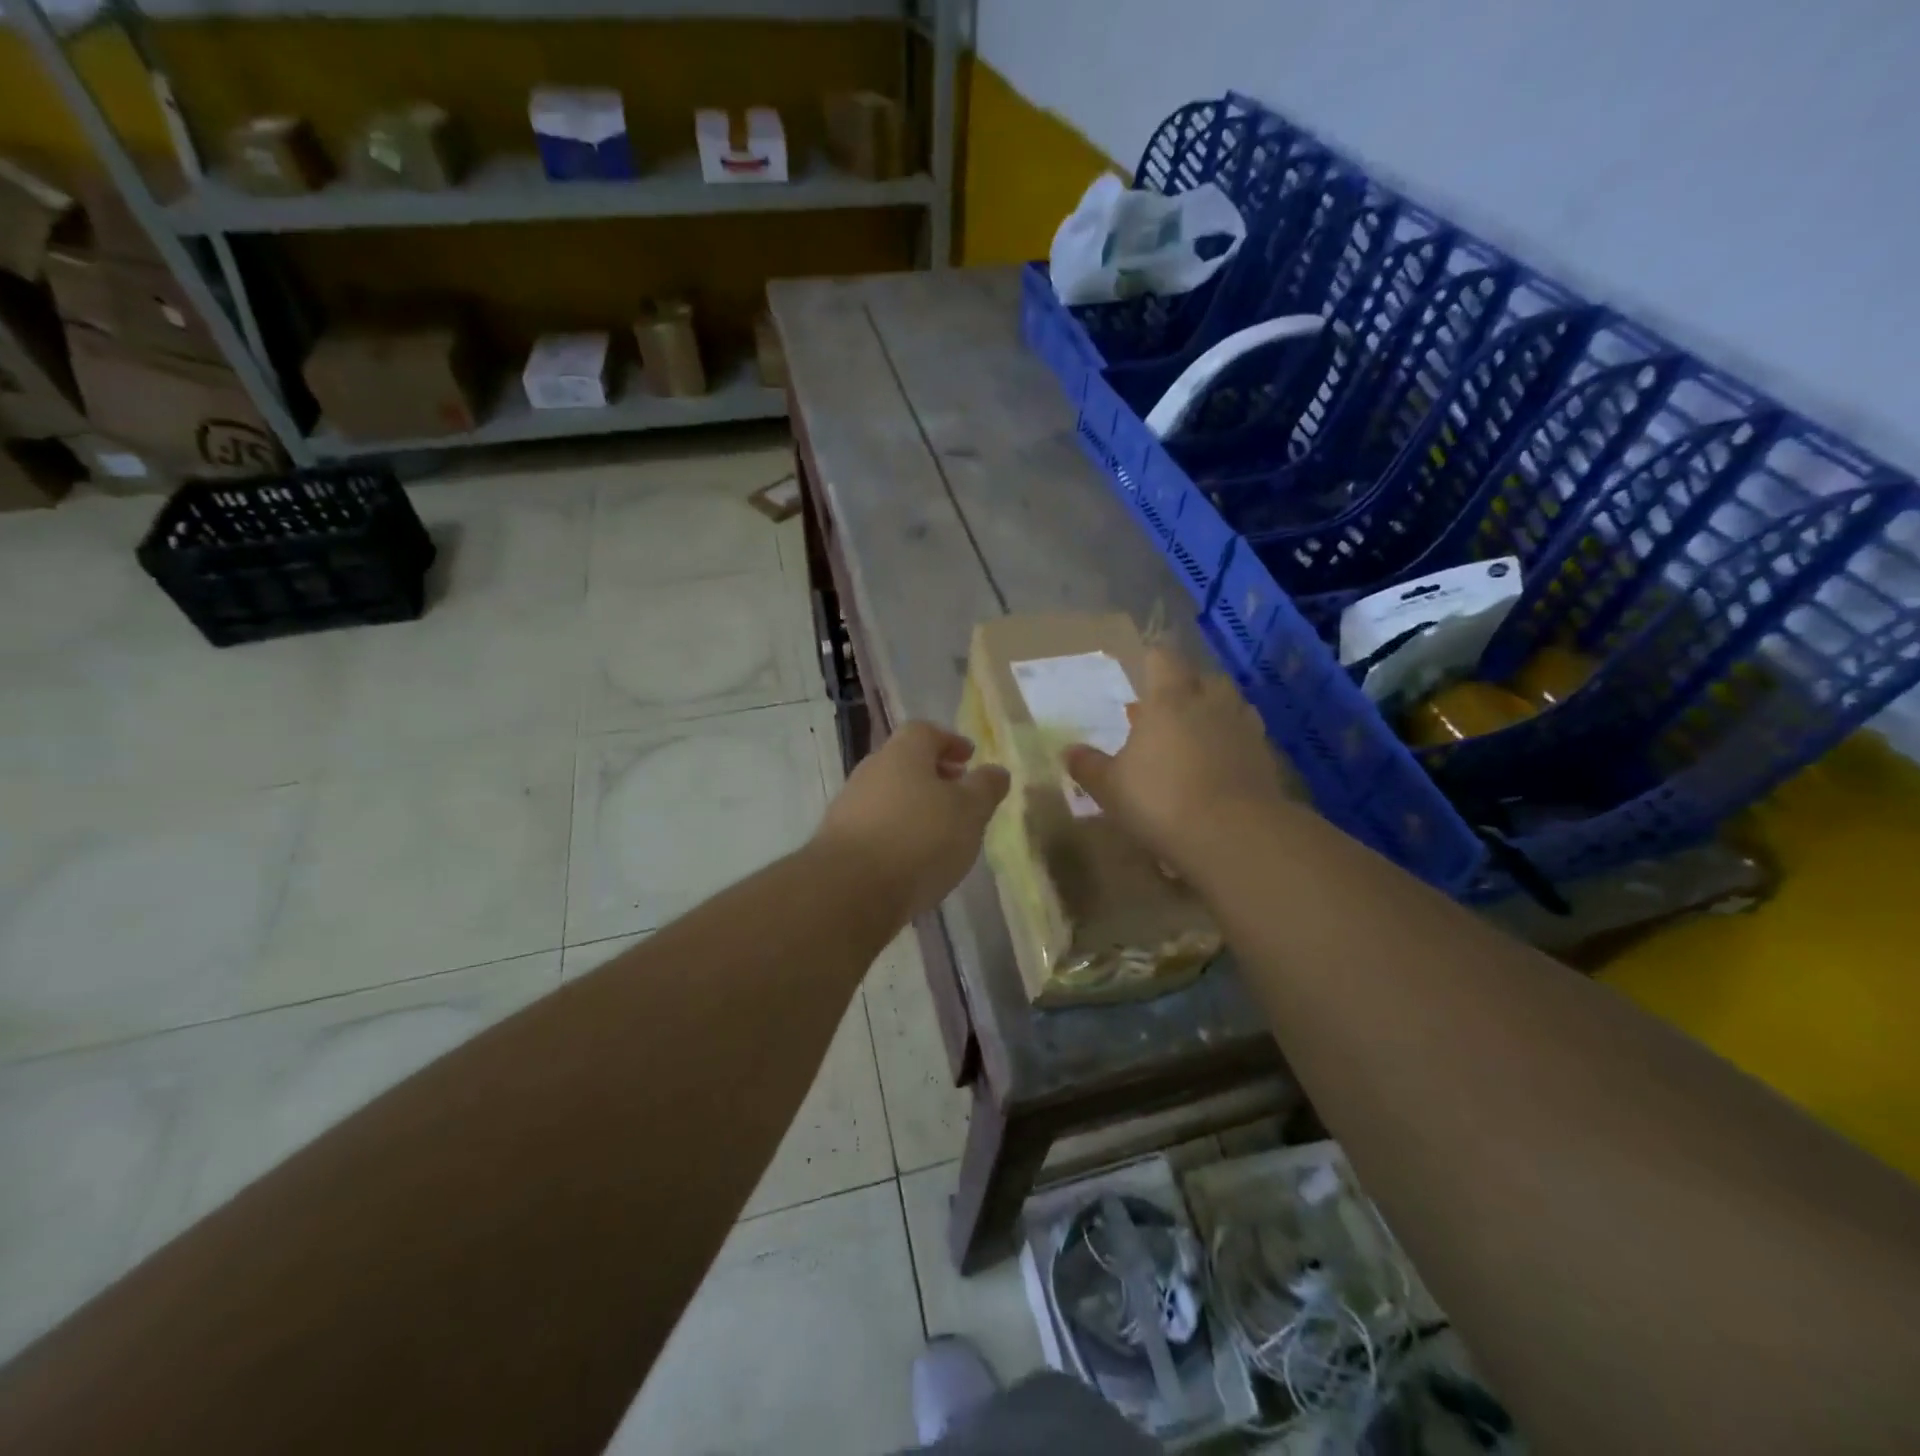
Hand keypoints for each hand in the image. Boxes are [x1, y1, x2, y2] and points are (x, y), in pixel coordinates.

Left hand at [813, 721, 1010, 921]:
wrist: (851, 889)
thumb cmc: (920, 838)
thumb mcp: (969, 811)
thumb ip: (986, 788)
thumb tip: (996, 771)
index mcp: (902, 753)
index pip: (925, 732)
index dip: (950, 742)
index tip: (969, 759)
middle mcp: (871, 771)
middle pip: (904, 763)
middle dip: (933, 775)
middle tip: (958, 795)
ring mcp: (849, 806)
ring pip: (888, 796)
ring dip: (914, 807)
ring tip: (940, 833)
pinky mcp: (839, 842)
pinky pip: (876, 827)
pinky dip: (897, 834)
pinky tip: (912, 860)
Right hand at [1063, 648, 1297, 877]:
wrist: (1233, 834)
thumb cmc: (1159, 800)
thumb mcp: (1110, 787)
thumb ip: (1089, 766)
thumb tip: (1068, 750)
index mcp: (1169, 700)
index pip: (1162, 659)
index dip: (1152, 661)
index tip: (1144, 669)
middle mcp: (1210, 704)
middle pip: (1204, 678)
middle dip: (1188, 687)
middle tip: (1169, 708)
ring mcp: (1243, 729)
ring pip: (1232, 705)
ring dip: (1216, 713)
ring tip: (1198, 734)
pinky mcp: (1266, 758)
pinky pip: (1248, 737)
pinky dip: (1235, 743)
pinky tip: (1221, 765)